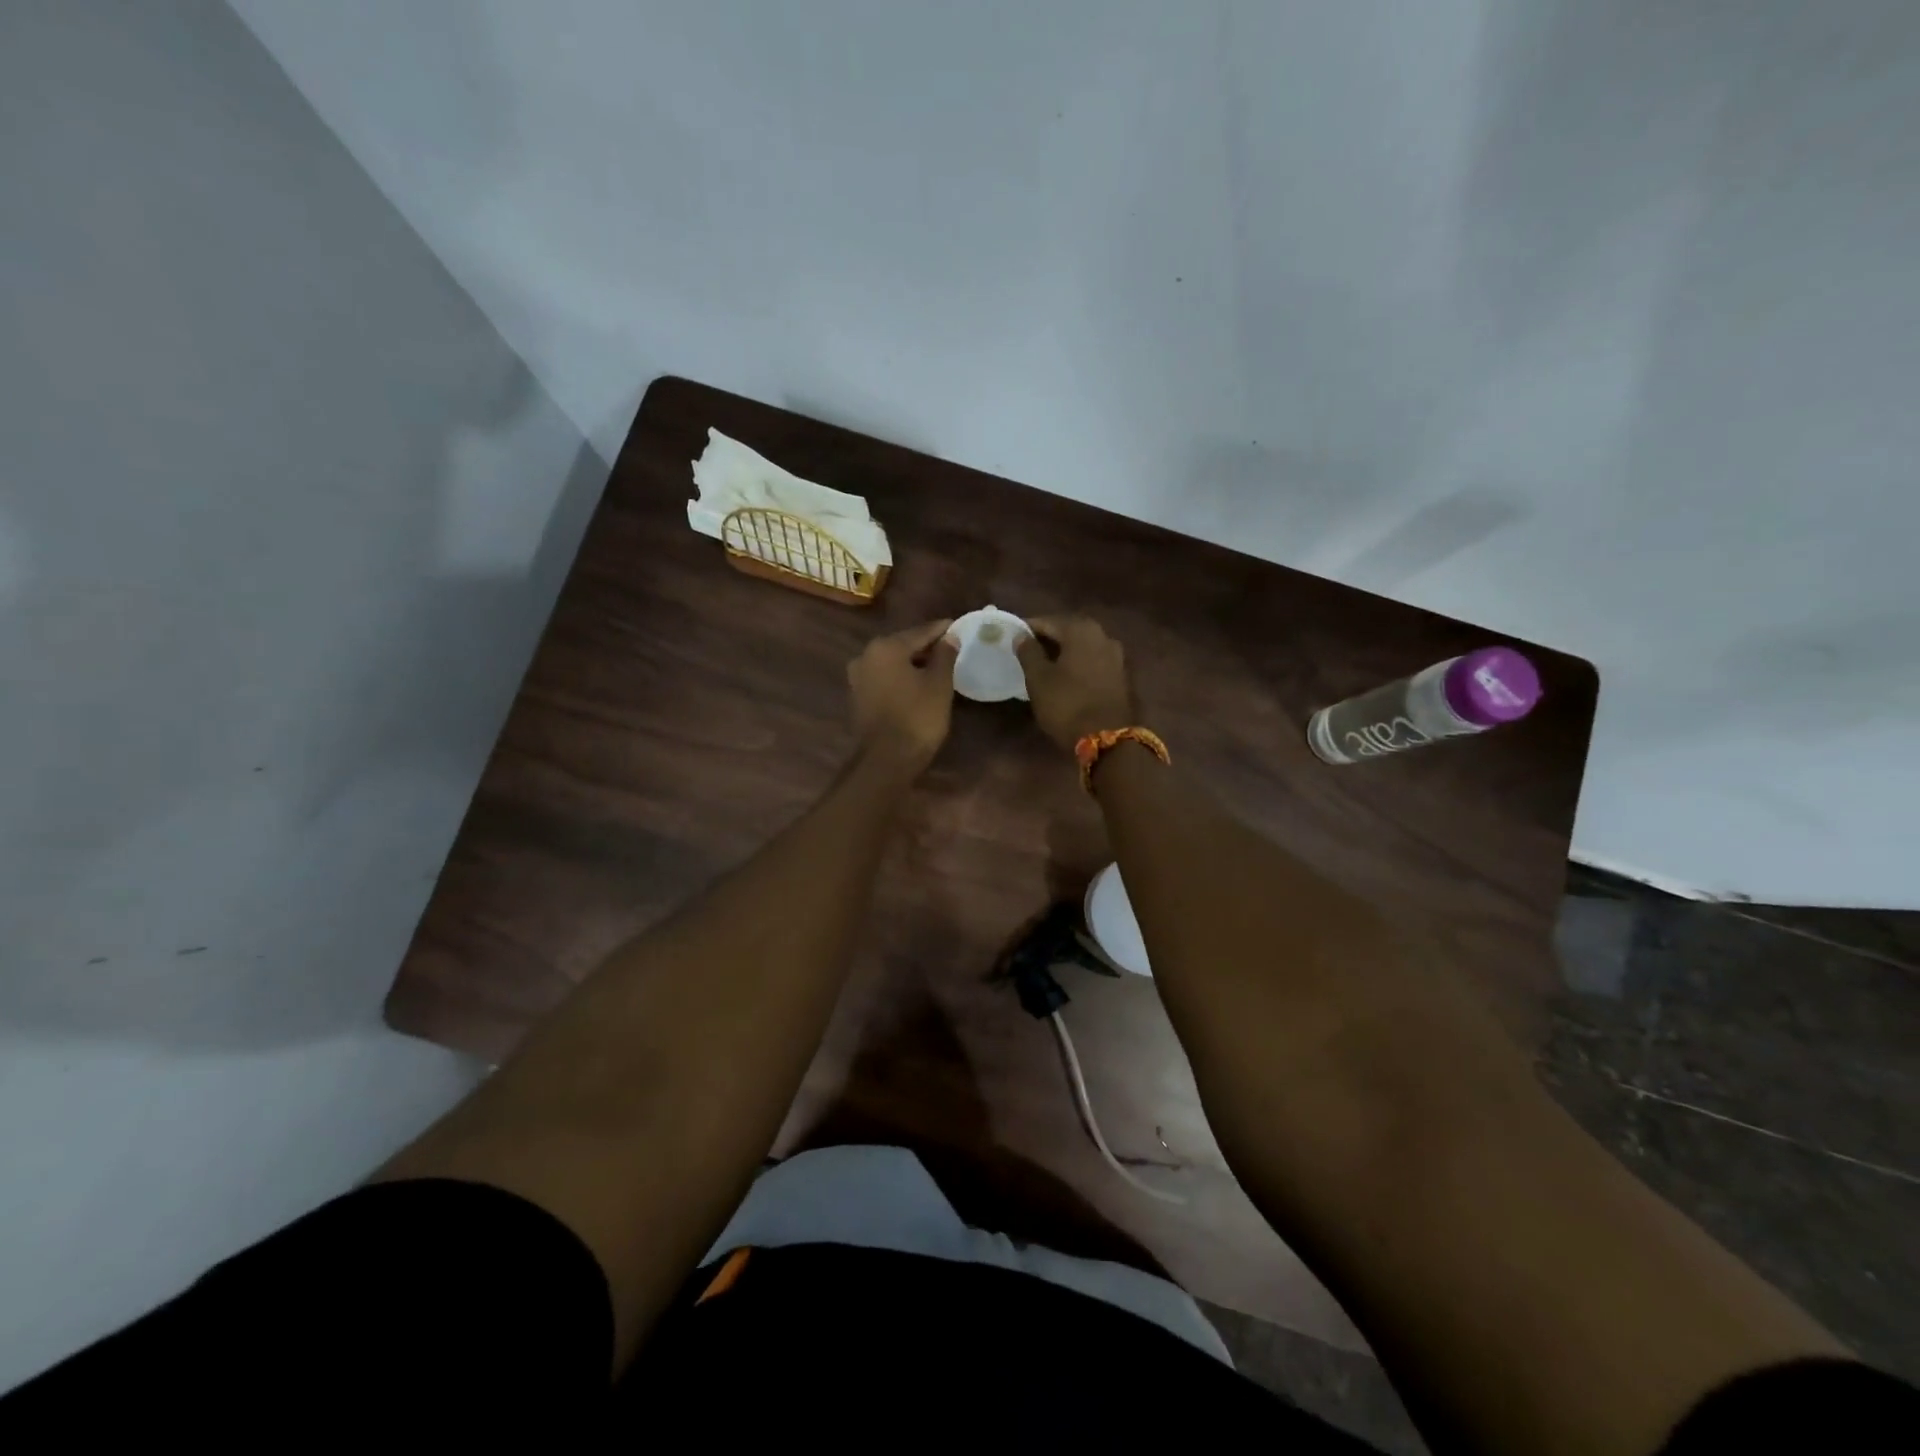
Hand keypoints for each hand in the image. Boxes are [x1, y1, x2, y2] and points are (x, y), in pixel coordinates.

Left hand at [847, 619, 957, 773]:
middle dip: (926, 646)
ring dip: (912, 662)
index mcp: (886, 647)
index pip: (920, 632)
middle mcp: (866, 655)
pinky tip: (917, 683)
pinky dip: (900, 677)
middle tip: (950, 647)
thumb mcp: (939, 684)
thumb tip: (950, 637)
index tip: (958, 626)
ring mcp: (857, 677)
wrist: (886, 760)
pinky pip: (884, 678)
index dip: (942, 630)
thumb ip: (945, 656)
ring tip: (936, 666)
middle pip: (903, 644)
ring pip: (892, 662)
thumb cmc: (917, 718)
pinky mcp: (857, 696)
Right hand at [1014, 615, 1136, 751]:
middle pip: (1067, 631)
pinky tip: (1065, 676)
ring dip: (1063, 652)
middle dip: (1047, 639)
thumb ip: (1028, 652)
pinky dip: (1077, 664)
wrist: (1108, 738)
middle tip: (1026, 651)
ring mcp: (1116, 655)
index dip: (1026, 629)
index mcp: (1081, 629)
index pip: (1046, 621)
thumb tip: (1021, 636)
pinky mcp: (1121, 675)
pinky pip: (1092, 661)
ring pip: (1081, 646)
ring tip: (1044, 665)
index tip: (1011, 639)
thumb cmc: (1067, 704)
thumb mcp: (1038, 679)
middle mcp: (1103, 635)